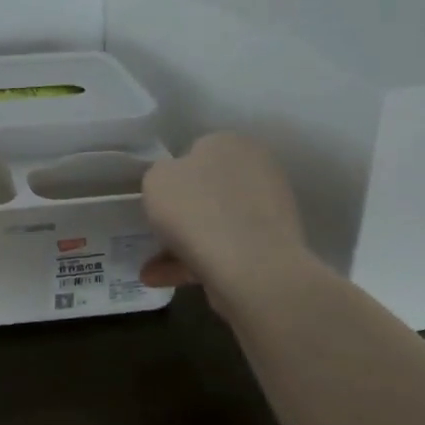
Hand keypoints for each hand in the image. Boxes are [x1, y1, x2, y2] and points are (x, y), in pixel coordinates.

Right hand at [138, 133, 306, 300]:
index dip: (173, 176)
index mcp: (231, 143)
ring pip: (215, 224)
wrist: (249, 267)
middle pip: (207, 191)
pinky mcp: (272, 247)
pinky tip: (166, 281)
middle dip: (181, 214)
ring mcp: (268, 211)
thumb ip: (161, 174)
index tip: (158, 199)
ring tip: (152, 271)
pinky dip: (197, 263)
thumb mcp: (156, 179)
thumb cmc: (196, 210)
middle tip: (156, 233)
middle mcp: (257, 170)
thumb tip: (175, 183)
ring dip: (183, 244)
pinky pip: (226, 250)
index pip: (197, 152)